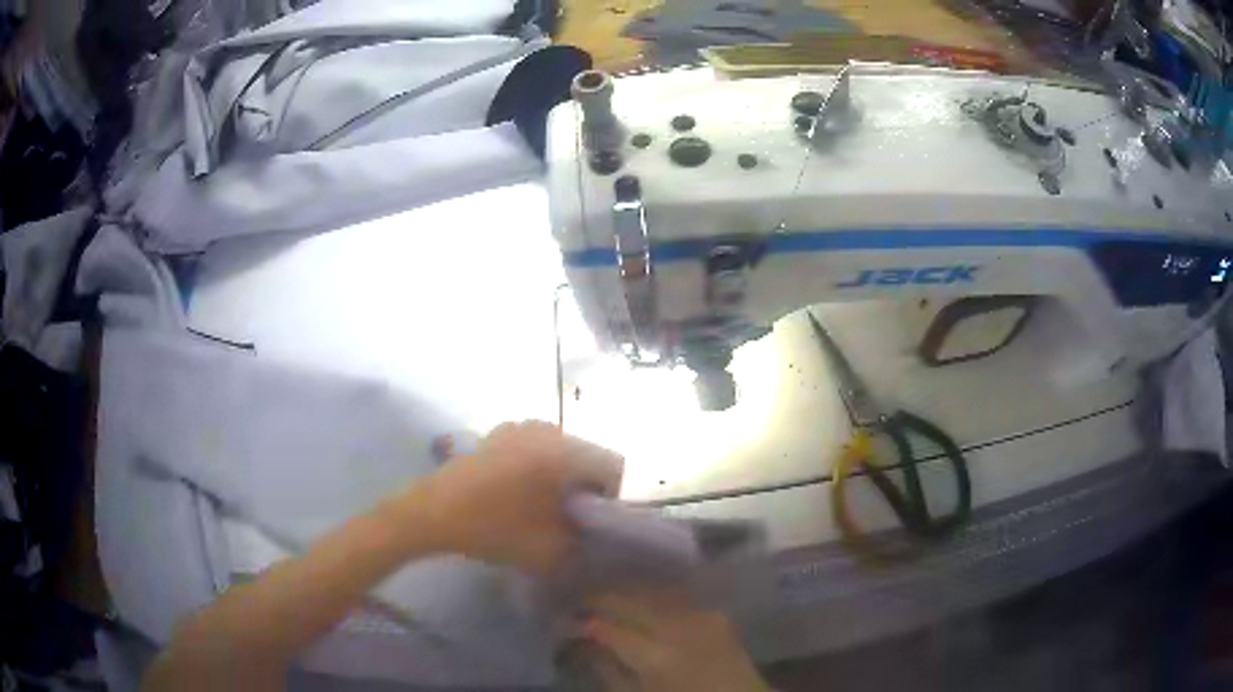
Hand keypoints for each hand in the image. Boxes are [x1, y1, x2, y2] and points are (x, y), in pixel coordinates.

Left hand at [418, 421, 622, 573]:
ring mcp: (519, 427)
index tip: (594, 522)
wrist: (432, 514)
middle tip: (571, 519)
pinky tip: (517, 495)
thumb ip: (585, 545)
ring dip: (562, 478)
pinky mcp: (498, 434)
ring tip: (543, 509)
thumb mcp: (550, 551)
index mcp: (565, 451)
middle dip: (587, 487)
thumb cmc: (494, 529)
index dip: (611, 498)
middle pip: (588, 457)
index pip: (614, 466)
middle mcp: (547, 430)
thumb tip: (599, 538)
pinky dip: (538, 469)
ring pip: (561, 452)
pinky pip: (535, 449)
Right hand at [580, 589, 769, 691]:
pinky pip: (672, 594)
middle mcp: (678, 625)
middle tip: (574, 600)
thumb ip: (606, 668)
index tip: (561, 618)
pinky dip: (648, 594)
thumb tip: (581, 640)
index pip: (605, 626)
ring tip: (600, 596)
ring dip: (621, 590)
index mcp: (656, 655)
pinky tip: (634, 599)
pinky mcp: (713, 609)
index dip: (579, 619)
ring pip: (648, 589)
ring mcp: (700, 613)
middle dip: (596, 596)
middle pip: (626, 598)